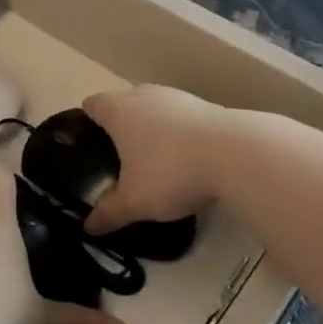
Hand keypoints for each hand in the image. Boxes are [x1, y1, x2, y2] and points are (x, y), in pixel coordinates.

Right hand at [81, 86, 227, 235]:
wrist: (235, 154)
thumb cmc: (171, 172)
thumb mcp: (135, 202)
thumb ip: (109, 213)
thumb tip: (88, 227)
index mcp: (118, 111)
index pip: (92, 104)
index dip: (87, 121)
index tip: (88, 142)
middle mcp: (144, 95)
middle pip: (123, 102)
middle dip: (120, 125)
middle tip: (120, 157)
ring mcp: (177, 97)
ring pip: (154, 107)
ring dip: (152, 127)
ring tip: (155, 158)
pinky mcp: (206, 105)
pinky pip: (181, 116)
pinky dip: (179, 132)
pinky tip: (187, 158)